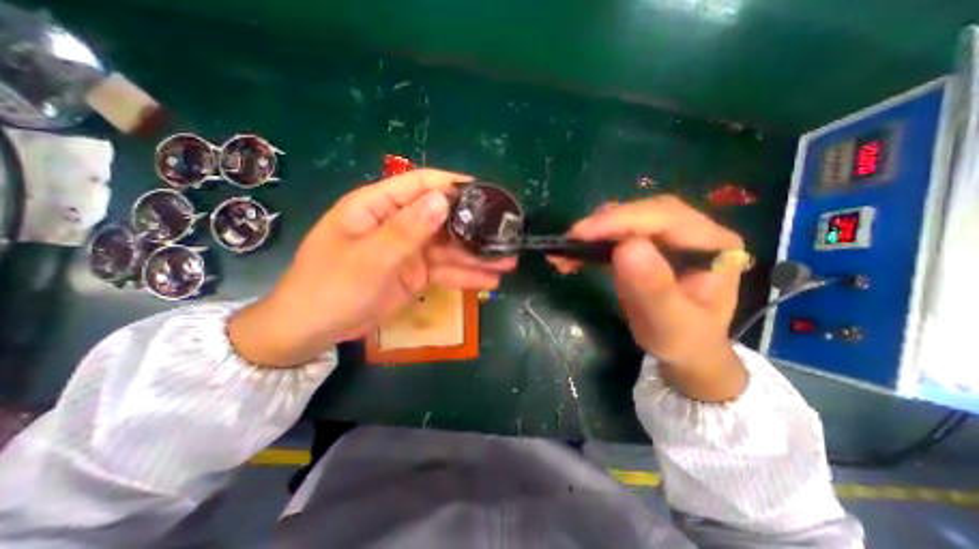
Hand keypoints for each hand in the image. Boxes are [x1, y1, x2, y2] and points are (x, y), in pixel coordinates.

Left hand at [230, 169, 514, 368]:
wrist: (313, 329)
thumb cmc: (331, 287)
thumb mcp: (369, 258)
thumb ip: (406, 230)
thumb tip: (443, 200)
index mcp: (378, 207)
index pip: (420, 185)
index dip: (453, 185)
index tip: (486, 193)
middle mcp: (398, 224)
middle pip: (443, 219)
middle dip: (475, 227)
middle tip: (506, 234)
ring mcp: (409, 251)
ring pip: (449, 248)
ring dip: (477, 255)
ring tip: (508, 261)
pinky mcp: (416, 274)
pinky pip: (445, 271)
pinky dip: (466, 276)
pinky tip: (490, 281)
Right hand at [548, 196, 746, 400]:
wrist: (684, 351)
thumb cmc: (683, 341)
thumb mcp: (670, 323)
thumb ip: (653, 288)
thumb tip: (626, 247)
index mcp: (711, 244)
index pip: (665, 217)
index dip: (620, 220)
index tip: (581, 233)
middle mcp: (692, 232)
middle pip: (643, 213)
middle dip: (603, 224)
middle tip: (570, 240)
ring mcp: (668, 238)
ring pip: (626, 221)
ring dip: (592, 233)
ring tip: (565, 250)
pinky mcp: (646, 247)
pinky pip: (616, 237)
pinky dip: (591, 244)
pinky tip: (572, 256)